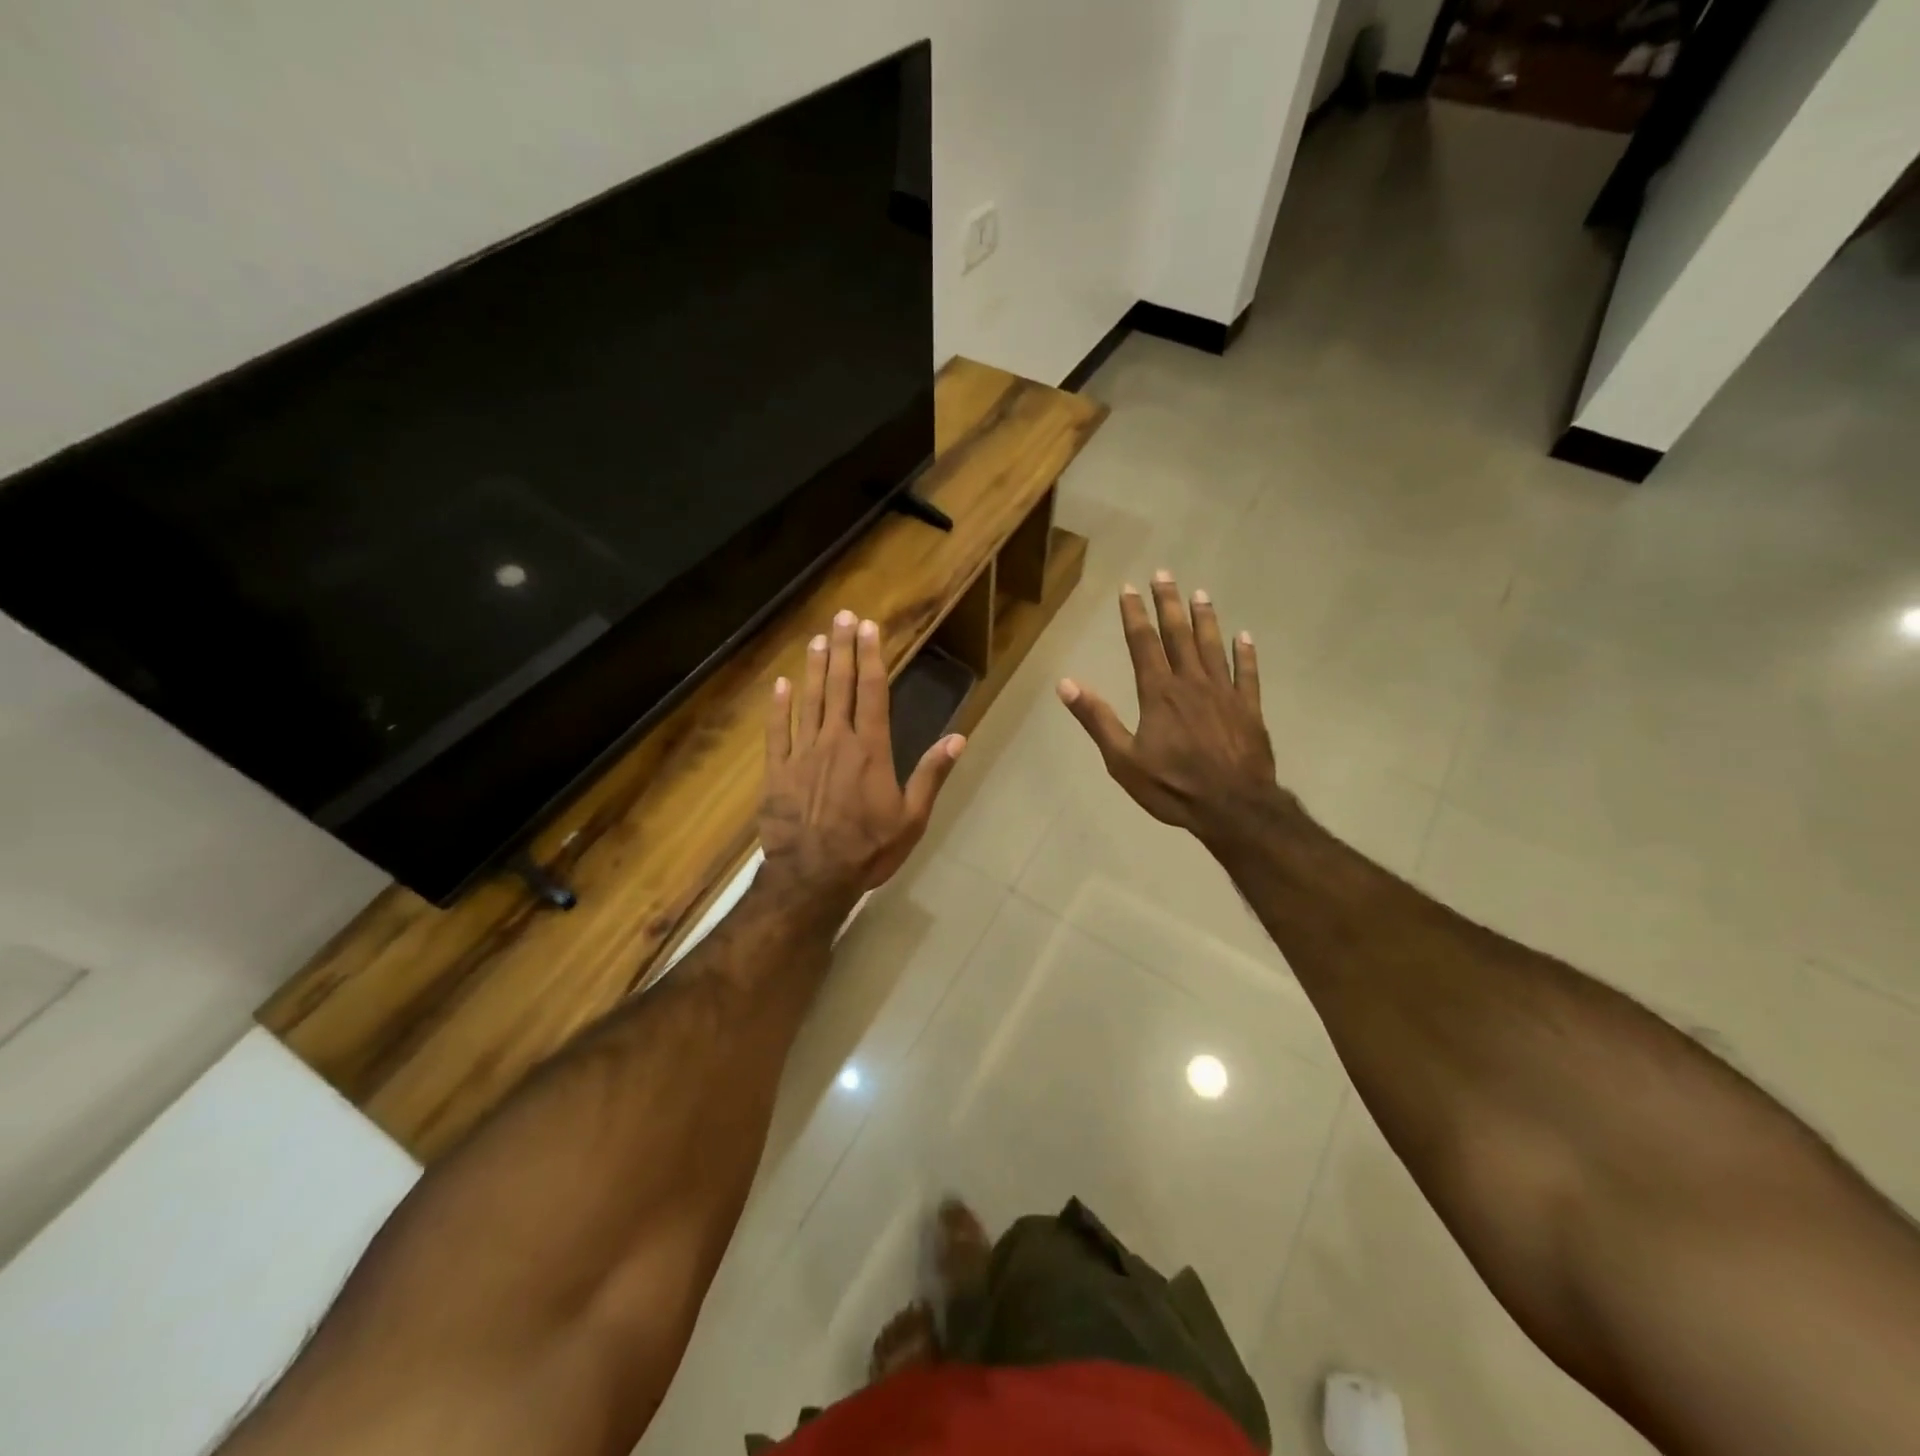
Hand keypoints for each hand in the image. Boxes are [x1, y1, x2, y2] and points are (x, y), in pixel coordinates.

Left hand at [760, 609, 963, 909]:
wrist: (813, 878)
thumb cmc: (868, 849)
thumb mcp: (912, 818)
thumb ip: (931, 774)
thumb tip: (958, 738)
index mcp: (870, 750)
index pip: (873, 692)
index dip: (871, 657)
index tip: (868, 628)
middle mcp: (835, 741)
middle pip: (839, 686)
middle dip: (841, 649)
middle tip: (840, 617)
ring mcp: (802, 754)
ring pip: (808, 702)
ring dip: (812, 669)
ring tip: (815, 640)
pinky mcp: (776, 772)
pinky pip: (776, 732)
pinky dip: (778, 707)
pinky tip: (780, 685)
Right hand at [1057, 571, 1285, 849]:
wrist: (1232, 807)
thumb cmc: (1172, 786)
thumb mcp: (1122, 759)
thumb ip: (1096, 719)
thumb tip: (1065, 684)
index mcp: (1158, 693)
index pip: (1143, 644)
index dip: (1135, 614)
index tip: (1129, 589)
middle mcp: (1192, 683)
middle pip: (1179, 635)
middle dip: (1169, 603)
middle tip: (1164, 574)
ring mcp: (1225, 693)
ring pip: (1213, 646)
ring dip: (1206, 618)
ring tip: (1201, 593)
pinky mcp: (1249, 709)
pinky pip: (1248, 673)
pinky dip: (1246, 653)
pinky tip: (1244, 636)